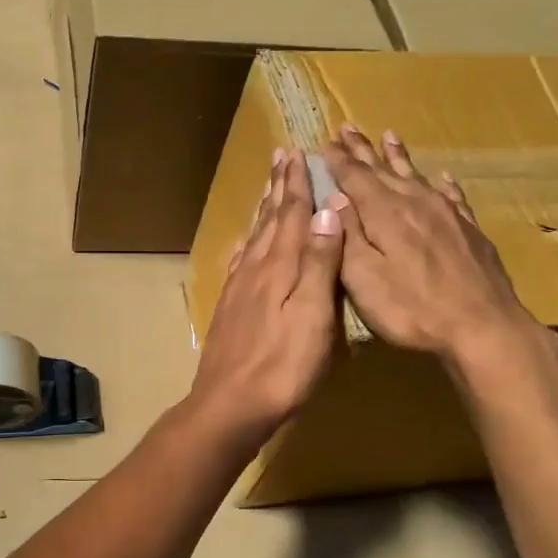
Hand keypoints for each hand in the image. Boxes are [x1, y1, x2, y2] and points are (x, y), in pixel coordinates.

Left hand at [189, 148, 343, 447]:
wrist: (230, 404)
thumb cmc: (283, 365)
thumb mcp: (313, 315)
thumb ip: (318, 263)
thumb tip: (327, 211)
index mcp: (279, 266)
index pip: (291, 214)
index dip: (297, 184)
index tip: (299, 153)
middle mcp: (255, 269)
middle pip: (269, 220)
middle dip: (278, 187)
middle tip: (281, 156)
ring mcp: (238, 289)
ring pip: (254, 237)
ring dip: (263, 209)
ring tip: (268, 187)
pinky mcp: (230, 308)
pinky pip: (240, 263)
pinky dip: (247, 244)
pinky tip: (246, 242)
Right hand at [320, 127, 541, 376]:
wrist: (482, 326)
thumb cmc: (411, 308)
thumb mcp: (363, 278)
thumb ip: (347, 235)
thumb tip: (336, 198)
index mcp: (384, 214)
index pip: (354, 177)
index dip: (337, 161)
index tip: (323, 143)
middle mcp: (414, 203)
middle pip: (383, 169)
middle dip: (362, 150)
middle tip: (347, 128)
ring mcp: (446, 214)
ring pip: (416, 175)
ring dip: (398, 156)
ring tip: (388, 136)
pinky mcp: (469, 230)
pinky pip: (451, 196)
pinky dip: (441, 183)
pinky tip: (441, 177)